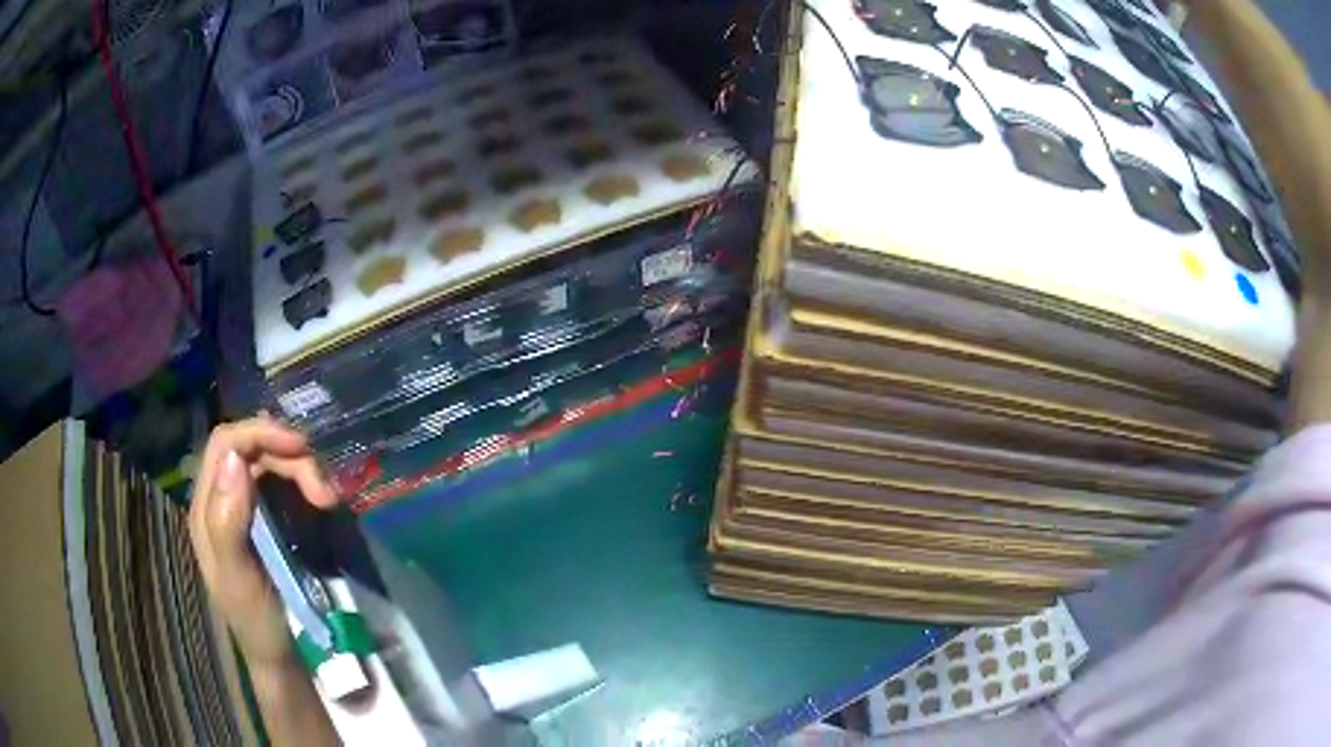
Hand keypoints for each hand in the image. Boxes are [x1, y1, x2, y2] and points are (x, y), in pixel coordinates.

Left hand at [188, 416, 338, 666]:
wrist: (283, 657)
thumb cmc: (257, 622)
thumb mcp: (239, 580)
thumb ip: (227, 523)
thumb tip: (235, 460)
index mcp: (207, 507)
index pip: (225, 444)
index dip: (259, 433)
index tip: (300, 447)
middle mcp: (224, 498)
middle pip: (253, 449)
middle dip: (290, 457)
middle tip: (325, 494)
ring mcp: (248, 507)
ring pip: (272, 462)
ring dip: (303, 470)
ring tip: (328, 501)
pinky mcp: (270, 518)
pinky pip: (286, 482)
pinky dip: (307, 482)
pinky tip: (323, 502)